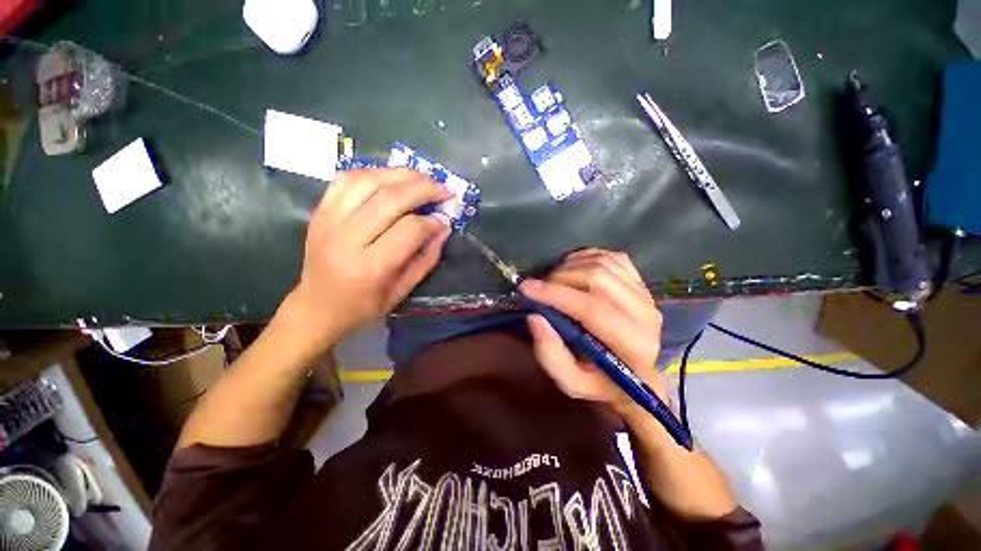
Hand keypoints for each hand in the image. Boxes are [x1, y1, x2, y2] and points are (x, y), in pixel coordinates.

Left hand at [281, 169, 452, 352]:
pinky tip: (391, 177)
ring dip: (401, 174)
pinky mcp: (320, 211)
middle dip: (424, 188)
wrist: (316, 307)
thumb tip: (444, 228)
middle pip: (391, 198)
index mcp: (370, 266)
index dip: (432, 221)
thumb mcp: (402, 291)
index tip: (444, 221)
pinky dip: (374, 172)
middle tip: (443, 189)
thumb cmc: (363, 306)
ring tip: (422, 178)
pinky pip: (347, 179)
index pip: (409, 230)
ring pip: (368, 181)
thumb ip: (426, 258)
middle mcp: (346, 238)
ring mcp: (328, 220)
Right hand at [520, 249, 667, 417]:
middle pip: (598, 278)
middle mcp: (646, 315)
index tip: (526, 288)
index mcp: (633, 345)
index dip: (556, 295)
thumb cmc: (602, 382)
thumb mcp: (571, 382)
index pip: (592, 309)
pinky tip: (573, 267)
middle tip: (539, 288)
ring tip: (553, 280)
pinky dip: (588, 256)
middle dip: (559, 278)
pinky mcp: (642, 283)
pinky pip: (614, 257)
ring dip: (571, 266)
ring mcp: (646, 295)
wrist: (638, 375)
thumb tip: (535, 317)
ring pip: (604, 263)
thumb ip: (551, 355)